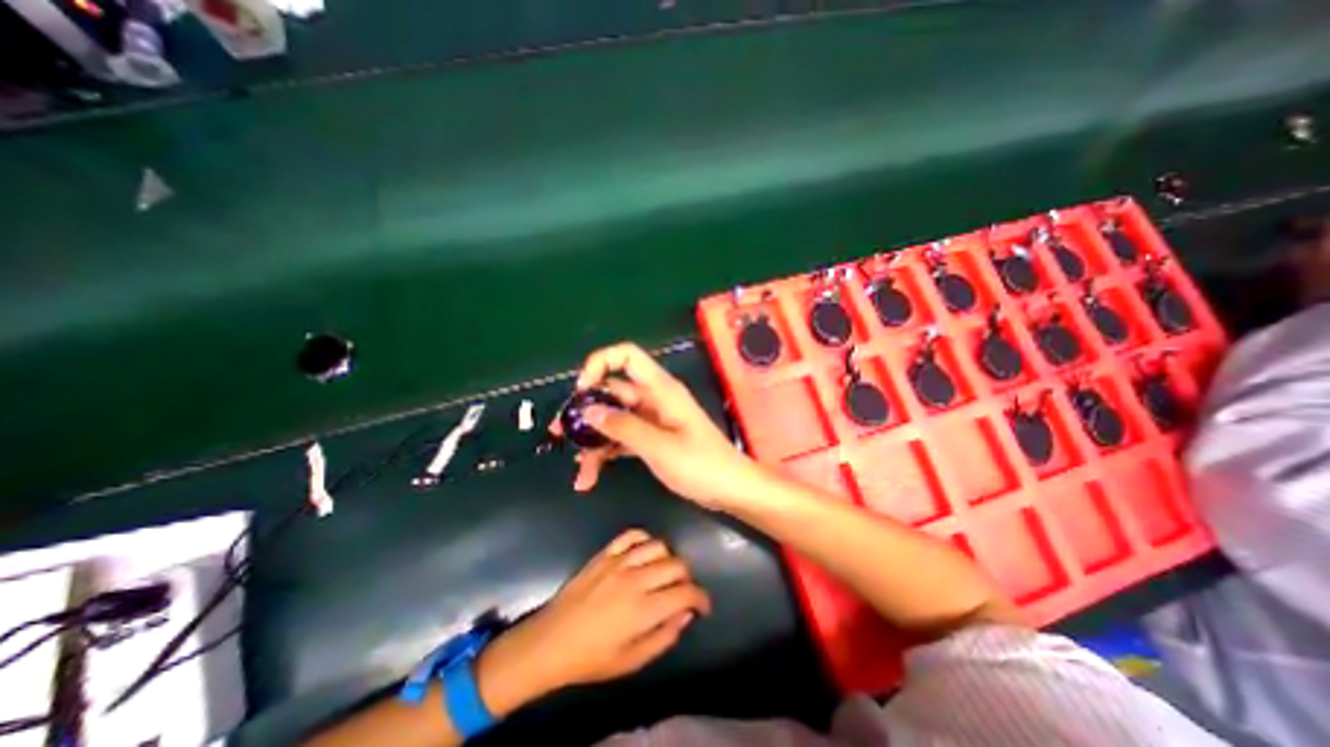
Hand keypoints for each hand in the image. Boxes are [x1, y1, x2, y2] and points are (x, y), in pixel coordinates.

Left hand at [488, 532, 716, 694]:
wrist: (551, 641)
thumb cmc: (592, 658)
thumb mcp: (632, 661)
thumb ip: (664, 637)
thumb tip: (685, 614)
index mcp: (644, 609)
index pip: (686, 593)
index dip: (701, 598)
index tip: (702, 606)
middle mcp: (636, 579)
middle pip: (676, 565)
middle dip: (687, 578)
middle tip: (681, 592)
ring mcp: (619, 562)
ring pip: (658, 546)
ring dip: (668, 558)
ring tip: (663, 572)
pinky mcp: (605, 554)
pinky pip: (632, 535)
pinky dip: (644, 539)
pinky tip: (644, 552)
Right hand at [558, 341, 762, 507]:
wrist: (730, 489)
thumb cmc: (701, 465)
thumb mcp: (659, 447)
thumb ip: (623, 427)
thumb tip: (588, 411)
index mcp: (660, 389)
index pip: (626, 356)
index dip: (600, 364)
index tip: (581, 391)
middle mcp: (653, 399)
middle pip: (612, 392)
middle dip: (585, 410)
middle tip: (560, 433)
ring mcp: (652, 420)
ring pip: (613, 419)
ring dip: (593, 441)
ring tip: (578, 469)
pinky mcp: (652, 439)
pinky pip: (622, 438)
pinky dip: (606, 454)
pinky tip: (590, 476)